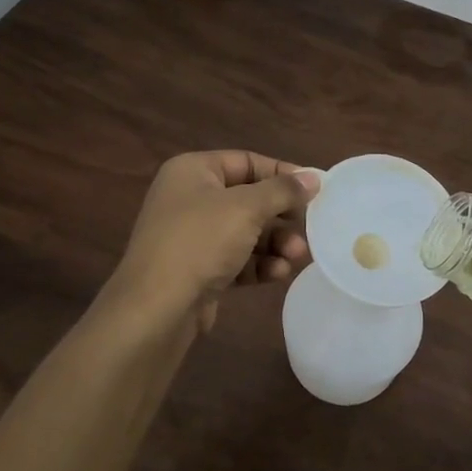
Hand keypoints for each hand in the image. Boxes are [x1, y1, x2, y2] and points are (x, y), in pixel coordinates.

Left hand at [112, 151, 320, 329]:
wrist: (156, 308)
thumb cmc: (200, 242)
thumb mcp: (246, 208)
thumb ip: (283, 190)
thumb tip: (313, 177)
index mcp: (192, 171)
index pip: (246, 162)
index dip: (282, 173)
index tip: (314, 188)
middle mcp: (189, 198)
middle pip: (249, 199)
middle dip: (281, 216)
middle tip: (309, 226)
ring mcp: (192, 236)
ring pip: (245, 232)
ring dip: (275, 243)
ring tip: (297, 256)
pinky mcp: (198, 270)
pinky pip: (236, 259)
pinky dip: (259, 264)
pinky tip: (278, 274)